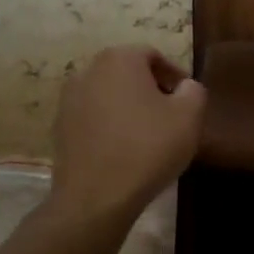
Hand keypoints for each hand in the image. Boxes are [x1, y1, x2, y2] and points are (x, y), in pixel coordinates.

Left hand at [49, 46, 205, 223]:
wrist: (96, 197)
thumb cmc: (148, 148)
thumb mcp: (189, 116)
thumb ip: (194, 91)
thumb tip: (185, 87)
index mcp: (119, 60)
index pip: (153, 56)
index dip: (174, 75)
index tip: (187, 100)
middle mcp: (88, 71)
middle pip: (128, 73)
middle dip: (151, 90)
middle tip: (171, 116)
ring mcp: (68, 100)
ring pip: (110, 95)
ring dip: (130, 108)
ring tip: (148, 135)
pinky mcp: (60, 128)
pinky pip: (94, 117)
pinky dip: (111, 126)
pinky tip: (125, 150)